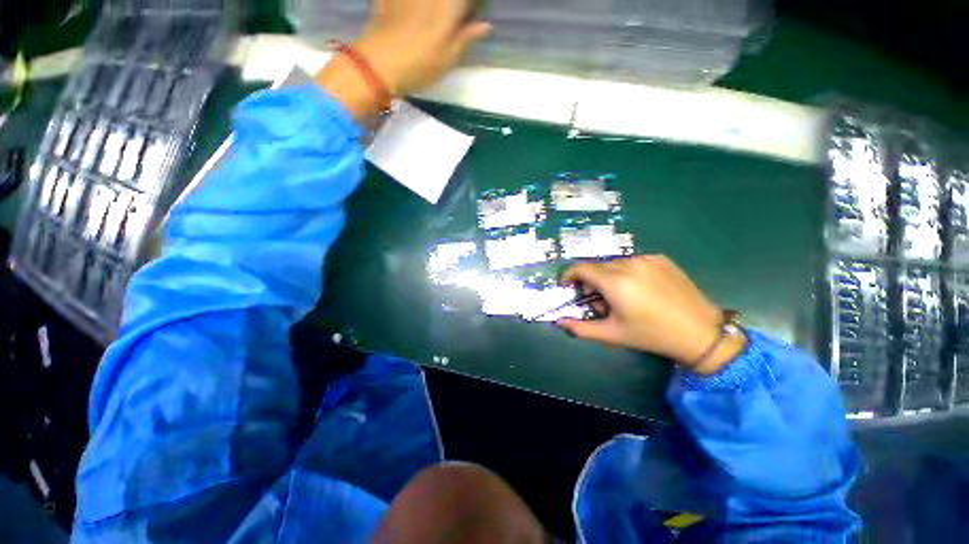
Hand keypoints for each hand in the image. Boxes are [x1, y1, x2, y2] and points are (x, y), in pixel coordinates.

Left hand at [315, 0, 490, 117]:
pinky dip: (411, 5)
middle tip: (457, 16)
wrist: (379, 64)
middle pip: (448, 0)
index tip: (475, 13)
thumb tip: (485, 25)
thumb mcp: (448, 59)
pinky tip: (414, 13)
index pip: (466, 1)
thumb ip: (466, 37)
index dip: (474, 5)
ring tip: (437, 17)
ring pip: (431, 1)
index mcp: (448, 7)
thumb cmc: (419, 66)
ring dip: (436, 8)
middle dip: (456, 7)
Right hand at [557, 255, 745, 373]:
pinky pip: (632, 262)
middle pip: (597, 267)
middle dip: (590, 282)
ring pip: (614, 264)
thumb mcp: (612, 334)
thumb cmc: (651, 335)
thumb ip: (580, 328)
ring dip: (608, 277)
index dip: (569, 275)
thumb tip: (559, 322)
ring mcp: (646, 259)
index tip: (568, 286)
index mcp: (615, 282)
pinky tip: (640, 290)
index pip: (581, 268)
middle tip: (600, 302)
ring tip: (622, 297)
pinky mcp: (660, 259)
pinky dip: (626, 273)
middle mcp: (629, 264)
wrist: (700, 332)